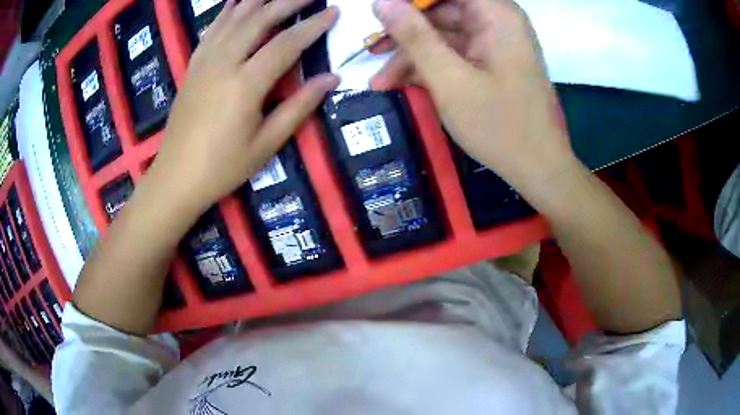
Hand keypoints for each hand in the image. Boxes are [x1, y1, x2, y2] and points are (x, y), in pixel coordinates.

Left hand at [149, 0, 339, 214]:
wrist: (175, 177)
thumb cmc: (222, 167)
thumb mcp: (266, 144)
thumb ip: (299, 107)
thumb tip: (331, 78)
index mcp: (245, 85)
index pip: (286, 44)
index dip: (312, 26)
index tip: (334, 12)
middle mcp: (224, 64)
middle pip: (259, 20)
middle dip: (288, 2)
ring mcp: (204, 62)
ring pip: (234, 19)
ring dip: (259, 0)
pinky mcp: (193, 66)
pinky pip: (212, 29)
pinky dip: (227, 12)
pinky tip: (237, 2)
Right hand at [371, 0, 575, 191]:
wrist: (539, 169)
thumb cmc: (501, 127)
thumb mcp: (450, 80)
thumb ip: (415, 37)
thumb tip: (382, 2)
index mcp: (496, 15)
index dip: (410, 2)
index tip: (381, 14)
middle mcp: (497, 21)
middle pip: (442, 10)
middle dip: (405, 31)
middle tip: (371, 50)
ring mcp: (494, 43)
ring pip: (443, 34)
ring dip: (411, 55)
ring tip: (379, 81)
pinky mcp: (490, 62)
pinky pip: (453, 54)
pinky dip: (429, 67)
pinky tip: (402, 85)